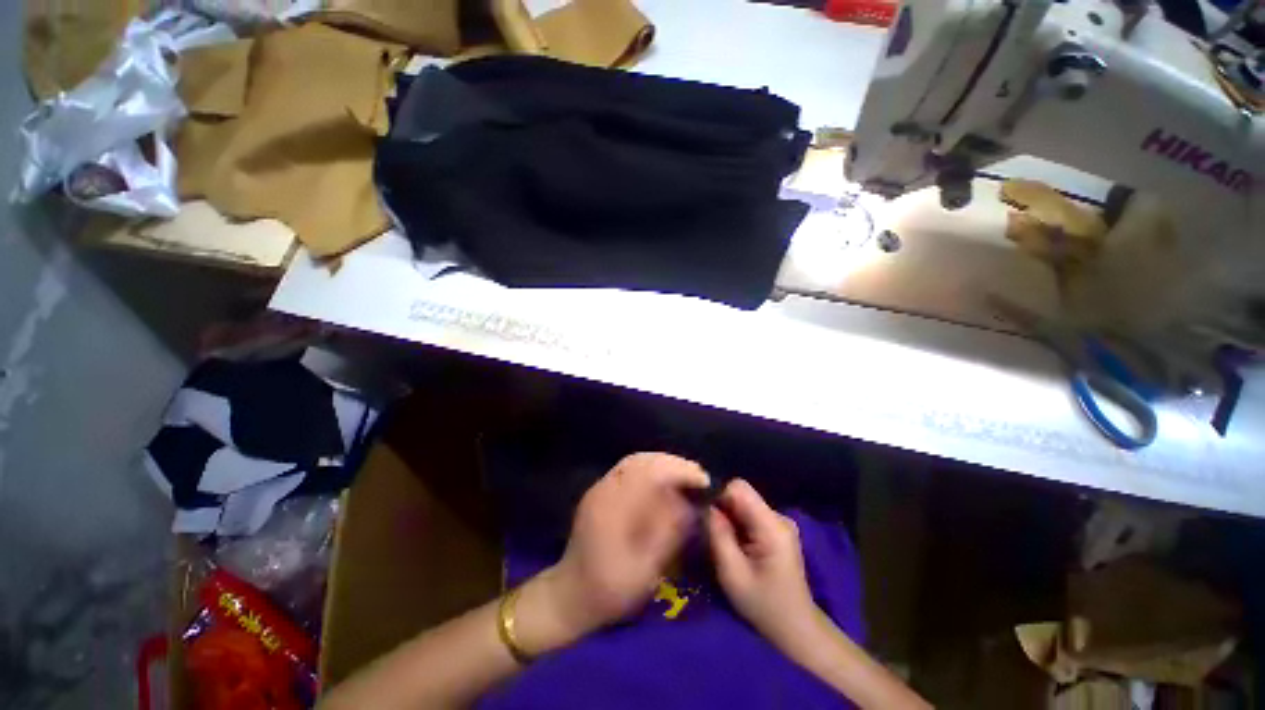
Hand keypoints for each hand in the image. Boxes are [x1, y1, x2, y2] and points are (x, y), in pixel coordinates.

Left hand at [518, 453, 708, 650]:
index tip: (703, 481)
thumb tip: (690, 503)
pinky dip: (650, 469)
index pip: (650, 472)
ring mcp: (600, 488)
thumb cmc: (609, 590)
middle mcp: (604, 489)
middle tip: (696, 476)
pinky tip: (662, 483)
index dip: (679, 471)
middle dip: (673, 463)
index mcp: (613, 507)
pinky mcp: (600, 492)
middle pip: (641, 460)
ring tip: (684, 477)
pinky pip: (627, 469)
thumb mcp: (645, 570)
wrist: (570, 597)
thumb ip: (668, 533)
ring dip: (662, 464)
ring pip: (634, 461)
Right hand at [707, 479, 819, 648]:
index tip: (702, 511)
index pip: (738, 487)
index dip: (717, 494)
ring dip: (727, 516)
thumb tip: (704, 504)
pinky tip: (733, 544)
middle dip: (721, 507)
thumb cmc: (763, 605)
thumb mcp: (732, 574)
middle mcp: (778, 516)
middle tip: (707, 530)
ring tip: (720, 540)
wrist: (796, 630)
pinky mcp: (776, 529)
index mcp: (772, 525)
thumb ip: (718, 534)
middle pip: (741, 494)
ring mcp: (779, 522)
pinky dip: (736, 524)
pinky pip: (749, 514)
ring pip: (743, 503)